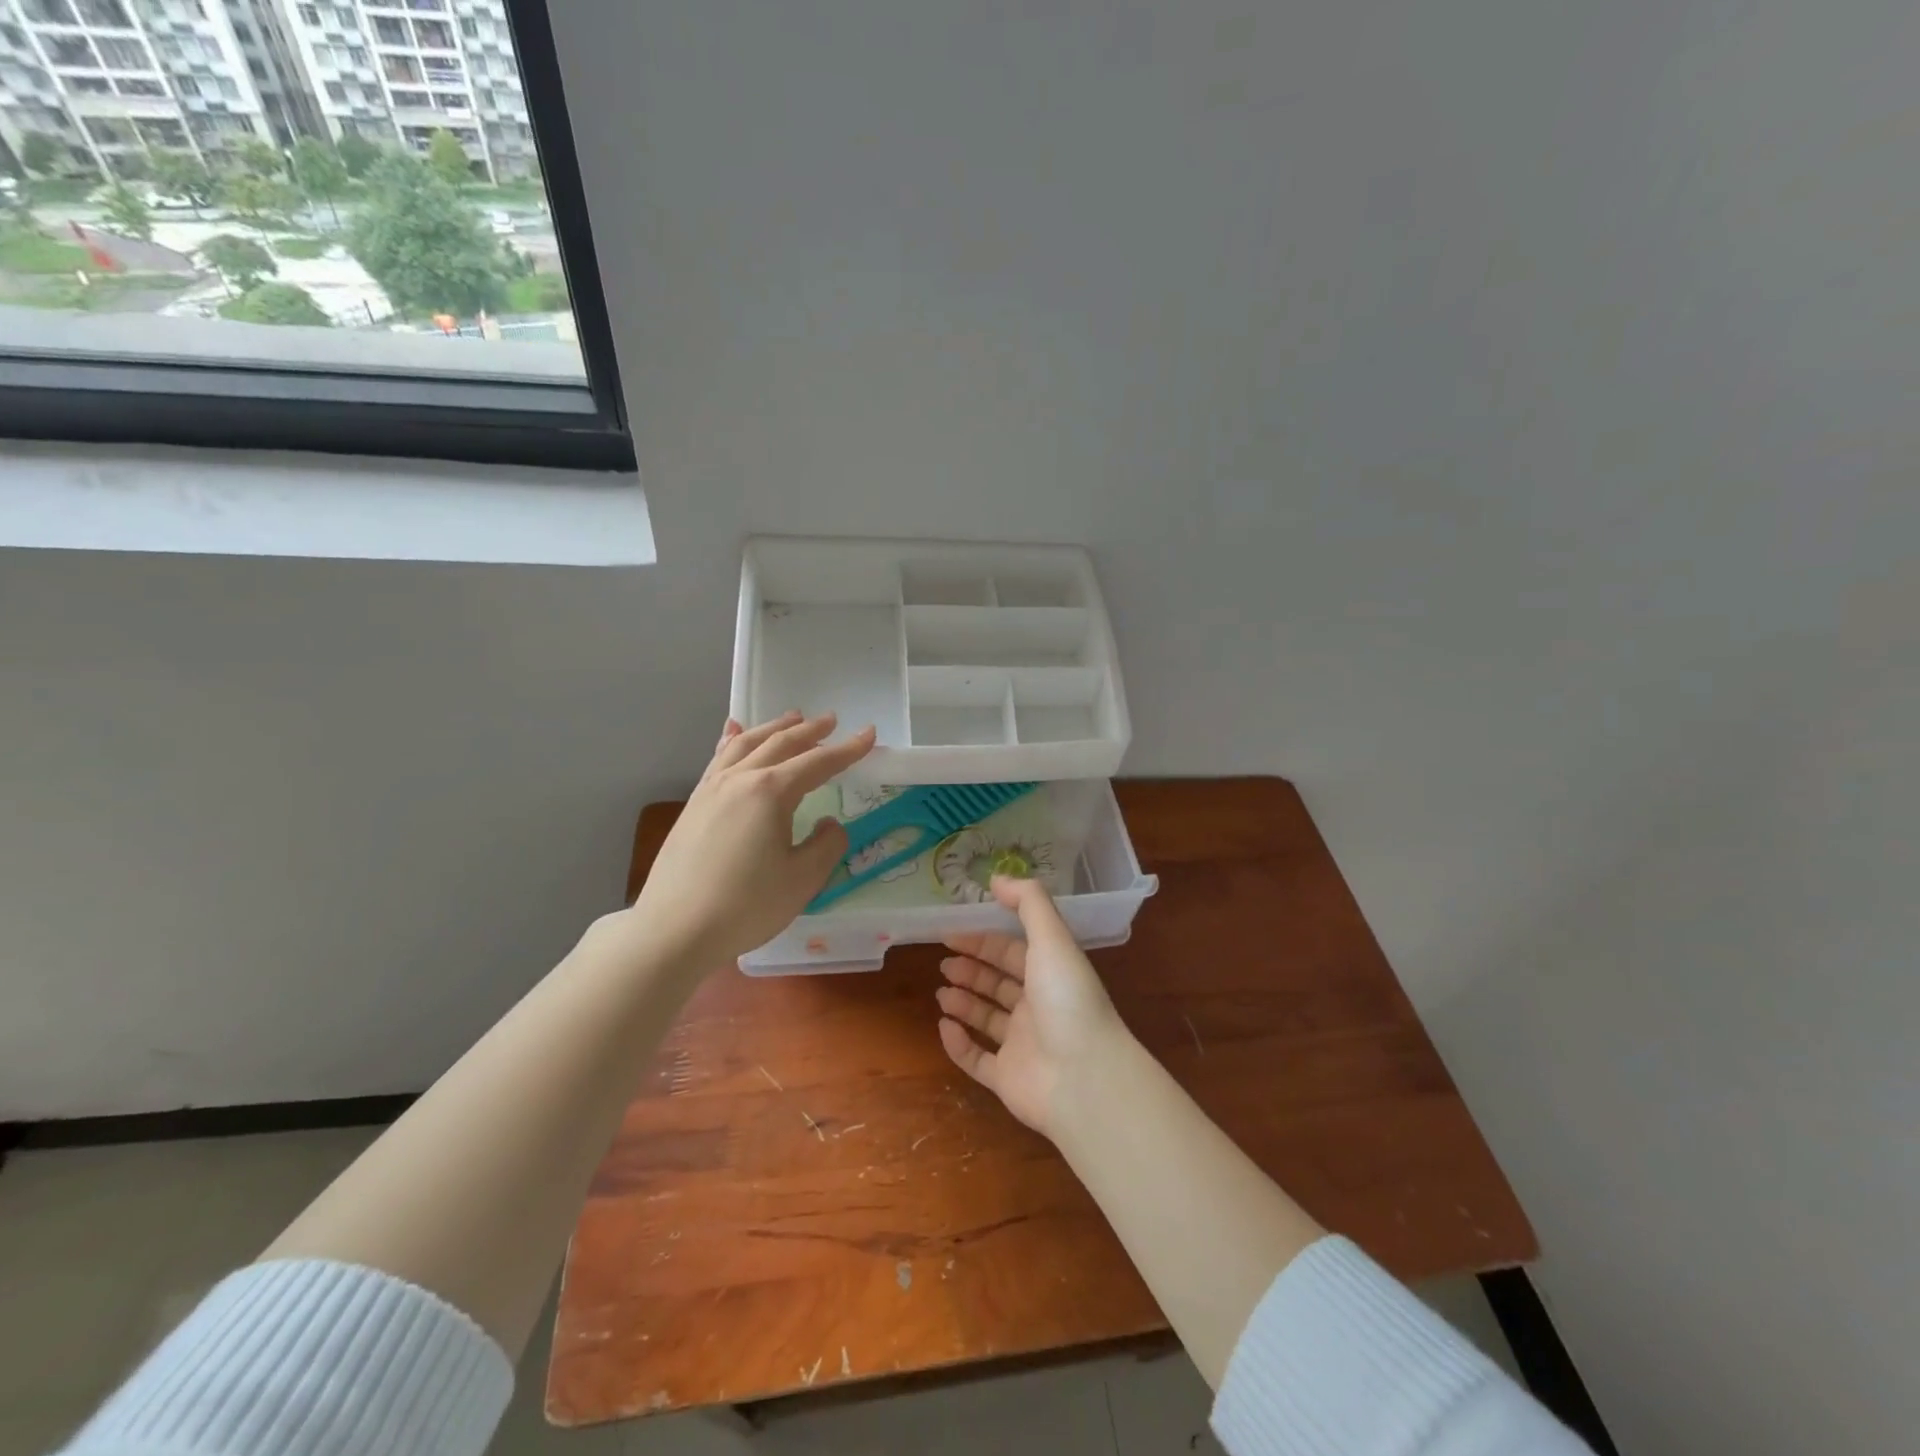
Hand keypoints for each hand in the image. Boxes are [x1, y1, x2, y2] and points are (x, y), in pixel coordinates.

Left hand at [629, 711, 875, 969]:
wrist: (674, 930)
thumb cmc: (745, 906)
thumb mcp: (802, 880)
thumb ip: (826, 845)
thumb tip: (829, 825)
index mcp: (771, 792)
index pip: (818, 763)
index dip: (847, 750)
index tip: (868, 735)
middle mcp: (740, 779)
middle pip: (781, 744)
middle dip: (810, 730)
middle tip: (832, 721)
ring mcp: (711, 789)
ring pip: (747, 744)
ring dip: (774, 728)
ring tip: (792, 718)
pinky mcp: (693, 805)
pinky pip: (719, 759)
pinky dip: (734, 740)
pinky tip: (734, 734)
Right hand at [935, 876, 1132, 1138]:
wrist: (1084, 1078)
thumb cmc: (1067, 999)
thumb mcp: (1052, 938)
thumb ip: (1028, 902)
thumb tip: (997, 878)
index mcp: (1050, 973)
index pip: (1013, 951)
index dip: (983, 941)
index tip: (951, 933)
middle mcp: (1037, 1007)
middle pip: (999, 983)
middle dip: (971, 970)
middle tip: (943, 962)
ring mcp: (1023, 1045)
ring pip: (987, 1019)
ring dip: (963, 1002)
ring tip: (940, 992)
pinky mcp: (1008, 1079)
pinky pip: (977, 1060)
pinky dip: (958, 1044)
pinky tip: (944, 1026)